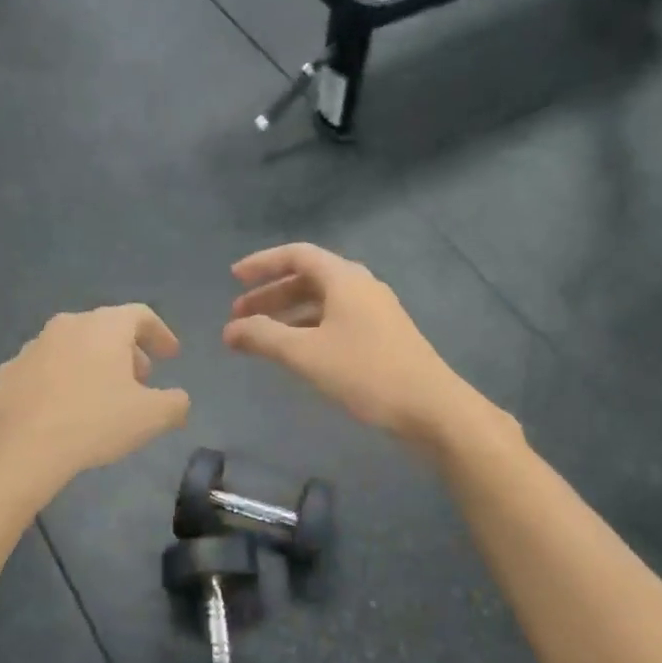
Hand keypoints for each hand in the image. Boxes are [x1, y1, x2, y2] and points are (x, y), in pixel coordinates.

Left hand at [0, 305, 189, 488]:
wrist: (22, 448)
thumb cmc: (95, 422)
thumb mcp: (152, 417)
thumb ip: (175, 403)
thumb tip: (179, 400)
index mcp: (104, 326)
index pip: (141, 315)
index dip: (160, 334)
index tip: (171, 356)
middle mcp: (67, 325)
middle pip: (106, 329)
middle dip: (127, 352)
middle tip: (140, 380)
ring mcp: (33, 346)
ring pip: (73, 346)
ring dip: (92, 364)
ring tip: (102, 396)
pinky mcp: (9, 371)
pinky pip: (45, 368)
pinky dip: (61, 380)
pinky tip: (64, 408)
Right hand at [222, 244, 475, 444]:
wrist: (432, 408)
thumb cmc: (365, 373)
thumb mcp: (305, 354)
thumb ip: (263, 337)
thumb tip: (230, 330)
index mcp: (344, 278)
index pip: (296, 254)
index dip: (262, 264)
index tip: (234, 279)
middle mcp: (361, 286)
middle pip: (308, 278)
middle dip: (270, 294)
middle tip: (238, 314)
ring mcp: (375, 311)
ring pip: (322, 301)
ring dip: (288, 313)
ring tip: (260, 337)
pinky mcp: (383, 335)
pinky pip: (336, 320)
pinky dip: (308, 328)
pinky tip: (296, 352)